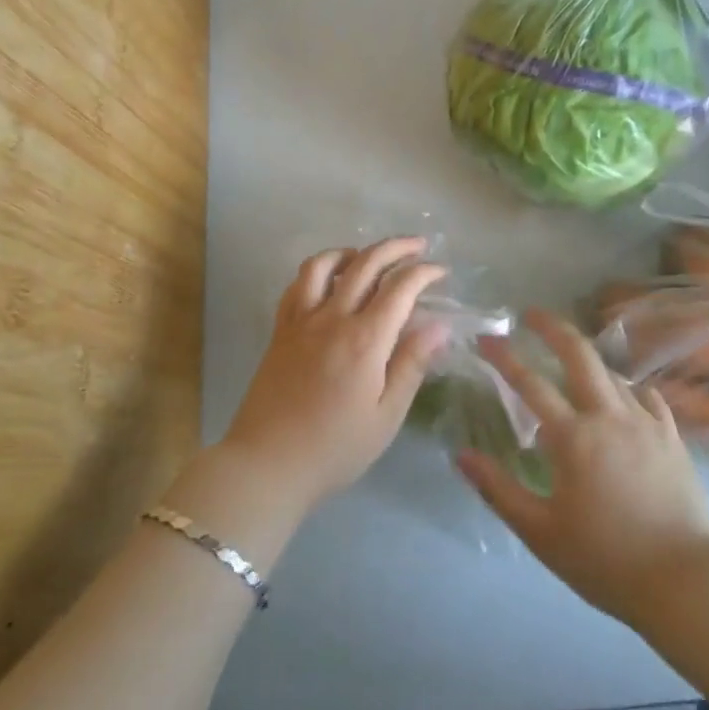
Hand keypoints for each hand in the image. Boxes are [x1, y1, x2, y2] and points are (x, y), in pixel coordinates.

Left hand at [220, 237, 449, 516]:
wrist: (267, 464)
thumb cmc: (335, 448)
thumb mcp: (386, 416)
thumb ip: (411, 364)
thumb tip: (439, 325)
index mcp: (365, 339)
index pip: (400, 287)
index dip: (424, 272)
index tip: (441, 271)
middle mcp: (333, 317)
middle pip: (366, 263)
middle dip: (396, 247)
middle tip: (418, 246)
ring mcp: (302, 320)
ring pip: (325, 264)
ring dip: (352, 251)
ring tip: (368, 257)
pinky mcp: (280, 329)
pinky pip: (297, 284)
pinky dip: (318, 270)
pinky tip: (328, 280)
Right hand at [459, 310, 708, 626]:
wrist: (686, 581)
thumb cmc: (604, 559)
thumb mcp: (540, 532)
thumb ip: (498, 489)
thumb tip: (460, 454)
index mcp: (572, 436)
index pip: (529, 382)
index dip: (504, 356)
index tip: (485, 338)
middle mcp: (608, 415)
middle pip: (579, 353)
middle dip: (552, 326)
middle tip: (531, 314)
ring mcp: (645, 422)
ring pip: (612, 372)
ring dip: (587, 359)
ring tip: (571, 361)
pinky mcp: (672, 436)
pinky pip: (646, 396)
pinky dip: (627, 388)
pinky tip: (623, 397)